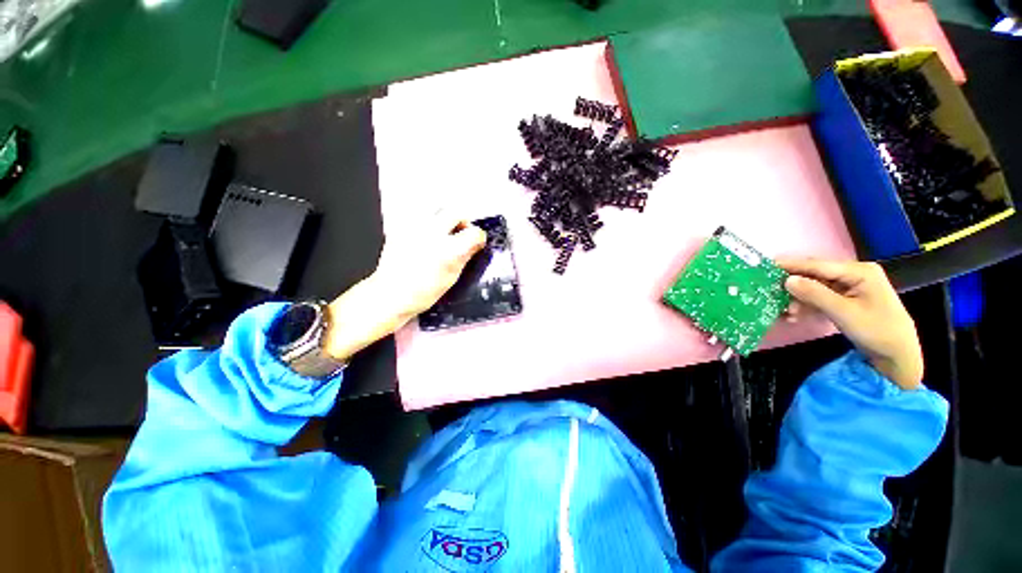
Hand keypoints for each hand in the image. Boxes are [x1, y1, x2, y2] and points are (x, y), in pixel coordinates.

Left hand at [323, 212, 486, 360]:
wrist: (391, 294)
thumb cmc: (424, 292)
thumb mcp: (452, 277)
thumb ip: (466, 256)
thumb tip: (476, 243)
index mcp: (449, 250)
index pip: (474, 233)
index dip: (478, 237)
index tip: (476, 242)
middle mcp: (433, 233)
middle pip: (455, 212)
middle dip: (462, 221)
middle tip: (460, 234)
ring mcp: (414, 228)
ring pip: (437, 210)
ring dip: (445, 220)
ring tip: (442, 235)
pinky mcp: (401, 228)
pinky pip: (420, 217)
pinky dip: (428, 224)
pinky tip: (425, 239)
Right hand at [777, 258, 923, 389]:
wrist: (897, 355)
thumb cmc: (877, 330)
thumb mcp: (844, 312)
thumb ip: (815, 294)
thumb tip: (787, 280)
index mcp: (859, 271)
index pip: (819, 265)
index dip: (792, 265)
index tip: (768, 265)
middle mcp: (853, 274)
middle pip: (815, 275)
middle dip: (794, 285)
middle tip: (770, 292)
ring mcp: (850, 286)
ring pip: (815, 287)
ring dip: (799, 298)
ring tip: (786, 312)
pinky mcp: (846, 299)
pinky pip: (820, 297)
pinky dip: (807, 305)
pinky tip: (796, 315)